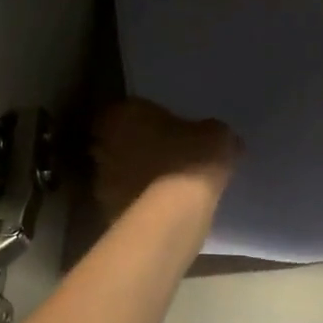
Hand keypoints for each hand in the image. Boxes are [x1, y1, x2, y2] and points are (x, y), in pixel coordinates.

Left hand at [91, 99, 240, 220]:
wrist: (174, 212)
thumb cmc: (192, 159)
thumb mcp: (217, 136)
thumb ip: (213, 132)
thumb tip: (221, 137)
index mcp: (124, 114)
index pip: (127, 110)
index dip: (145, 118)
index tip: (165, 127)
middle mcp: (104, 143)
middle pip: (117, 141)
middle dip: (135, 147)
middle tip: (165, 154)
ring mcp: (102, 180)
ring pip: (118, 172)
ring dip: (135, 176)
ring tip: (166, 185)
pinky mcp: (108, 211)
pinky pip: (125, 201)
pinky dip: (139, 203)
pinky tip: (163, 208)